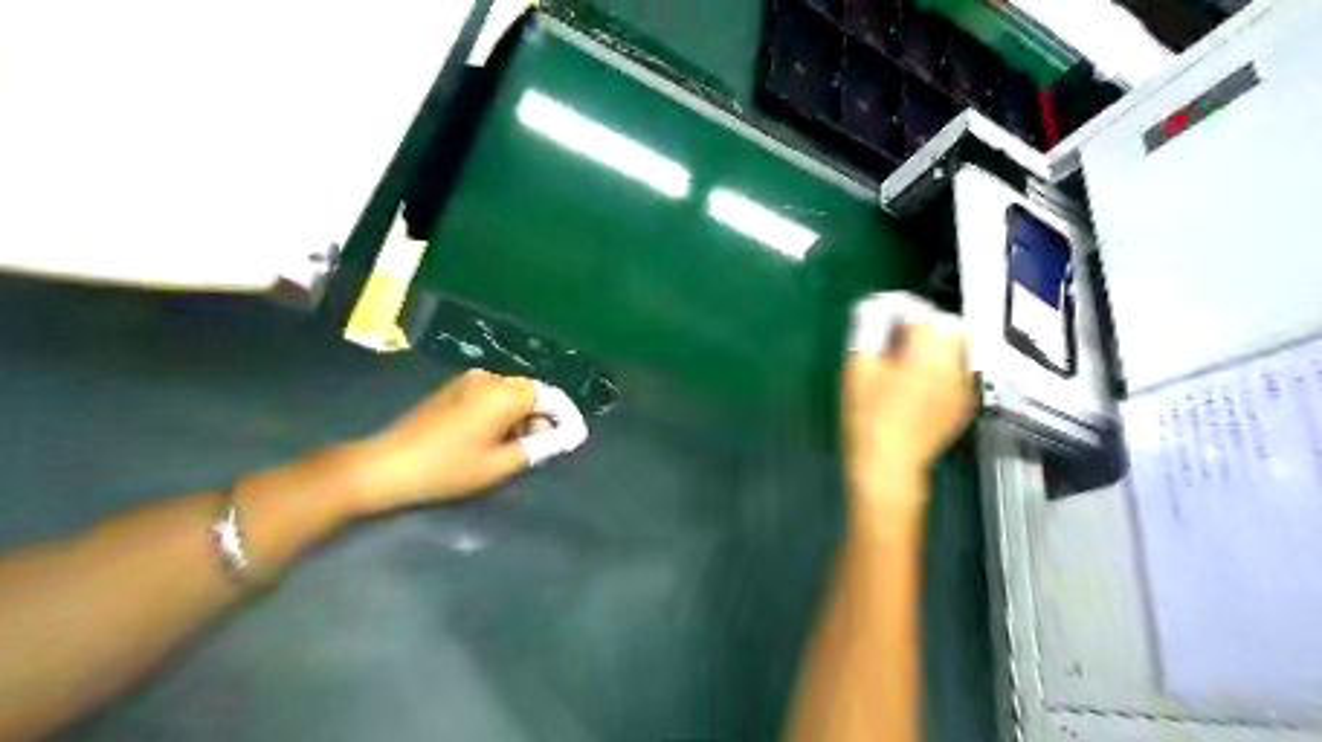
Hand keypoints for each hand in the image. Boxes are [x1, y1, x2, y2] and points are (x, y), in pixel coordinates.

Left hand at [345, 371, 582, 516]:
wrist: (386, 465)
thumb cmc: (448, 468)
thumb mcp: (500, 464)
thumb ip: (541, 447)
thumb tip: (569, 437)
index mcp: (504, 393)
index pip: (551, 397)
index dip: (567, 417)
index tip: (574, 440)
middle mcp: (490, 378)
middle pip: (532, 393)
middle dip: (544, 419)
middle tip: (543, 449)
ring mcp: (469, 380)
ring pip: (512, 395)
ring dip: (523, 417)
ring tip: (517, 449)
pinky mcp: (454, 388)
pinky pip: (492, 396)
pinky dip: (503, 414)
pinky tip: (494, 439)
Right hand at [842, 297, 974, 505]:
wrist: (888, 466)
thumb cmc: (867, 415)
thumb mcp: (859, 368)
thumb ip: (867, 331)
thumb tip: (872, 307)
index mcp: (928, 351)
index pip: (921, 312)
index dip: (899, 307)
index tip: (879, 312)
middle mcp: (955, 363)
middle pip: (949, 325)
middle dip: (924, 321)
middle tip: (895, 333)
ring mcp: (964, 385)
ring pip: (959, 346)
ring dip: (937, 341)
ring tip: (908, 353)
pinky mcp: (964, 403)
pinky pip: (960, 369)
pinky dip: (943, 363)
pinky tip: (920, 377)